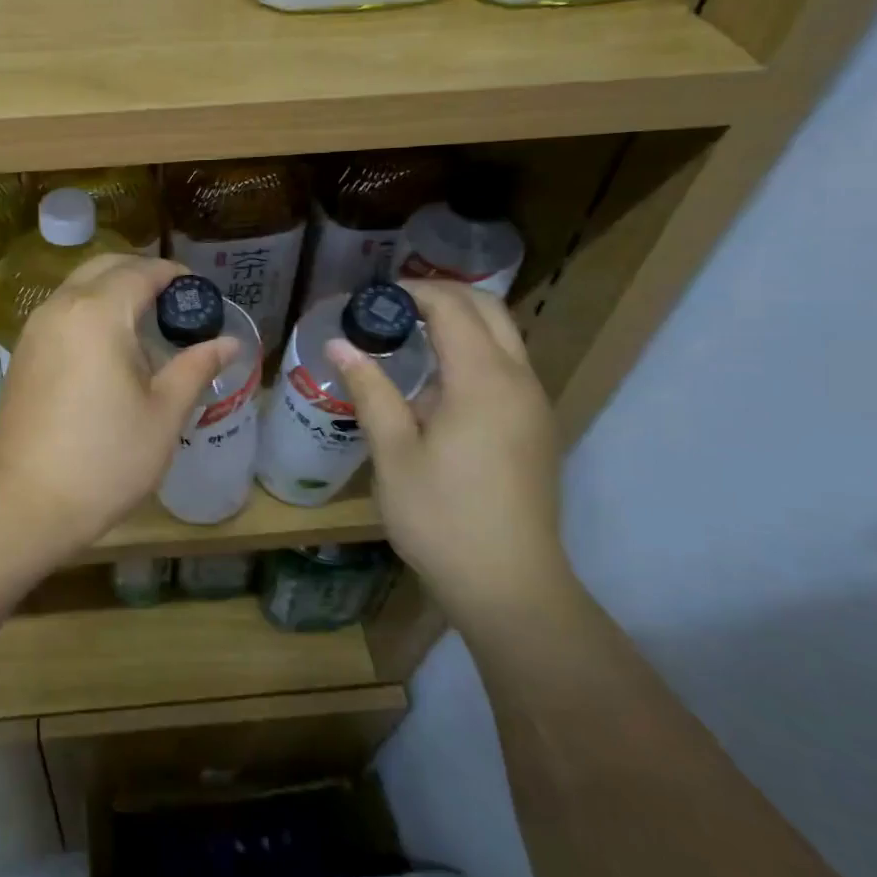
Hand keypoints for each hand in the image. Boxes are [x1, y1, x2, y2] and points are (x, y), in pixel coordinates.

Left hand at [0, 255, 236, 556]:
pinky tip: (109, 349)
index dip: (174, 275)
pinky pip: (62, 312)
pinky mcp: (22, 353)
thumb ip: (196, 367)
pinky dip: (89, 312)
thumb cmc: (106, 458)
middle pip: (105, 267)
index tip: (200, 293)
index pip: (141, 271)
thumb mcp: (164, 414)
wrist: (26, 502)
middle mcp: (61, 307)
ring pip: (78, 287)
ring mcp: (35, 329)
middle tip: (175, 304)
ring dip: (113, 292)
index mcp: (98, 313)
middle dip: (141, 274)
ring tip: (146, 326)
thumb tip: (230, 342)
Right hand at [324, 281, 568, 629]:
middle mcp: (519, 381)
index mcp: (483, 381)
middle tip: (391, 307)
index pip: (453, 307)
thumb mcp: (394, 453)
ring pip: (503, 338)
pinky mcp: (536, 428)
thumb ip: (371, 390)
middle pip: (489, 310)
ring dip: (460, 323)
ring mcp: (534, 405)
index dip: (413, 291)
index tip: (372, 297)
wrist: (509, 585)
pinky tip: (436, 383)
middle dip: (442, 295)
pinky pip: (507, 367)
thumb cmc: (442, 517)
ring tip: (408, 337)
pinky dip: (473, 352)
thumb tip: (340, 344)